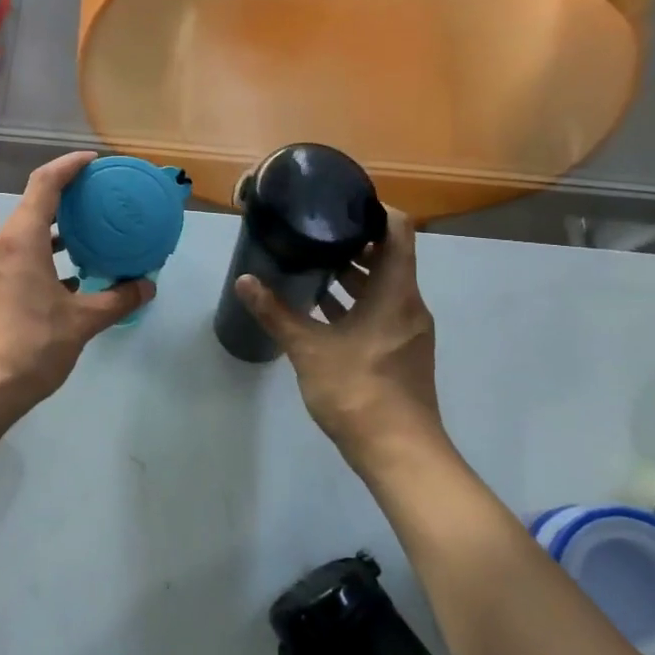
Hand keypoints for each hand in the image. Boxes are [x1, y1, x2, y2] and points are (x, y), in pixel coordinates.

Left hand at [0, 153, 153, 412]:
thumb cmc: (30, 345)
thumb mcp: (81, 321)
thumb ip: (117, 300)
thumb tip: (147, 287)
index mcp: (20, 239)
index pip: (45, 184)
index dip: (70, 166)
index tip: (95, 162)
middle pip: (33, 207)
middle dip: (67, 200)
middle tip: (101, 201)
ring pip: (25, 236)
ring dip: (56, 232)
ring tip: (91, 237)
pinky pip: (18, 259)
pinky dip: (44, 258)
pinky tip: (70, 280)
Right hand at [233, 209, 446, 456]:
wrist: (398, 451)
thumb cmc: (357, 390)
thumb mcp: (308, 348)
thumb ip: (276, 312)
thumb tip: (245, 280)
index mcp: (396, 293)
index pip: (398, 232)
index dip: (375, 211)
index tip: (342, 203)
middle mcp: (409, 305)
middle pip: (389, 258)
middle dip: (353, 243)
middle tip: (314, 231)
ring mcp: (408, 331)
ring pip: (383, 288)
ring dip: (353, 276)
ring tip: (312, 264)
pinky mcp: (401, 352)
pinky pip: (381, 312)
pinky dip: (356, 303)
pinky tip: (322, 309)